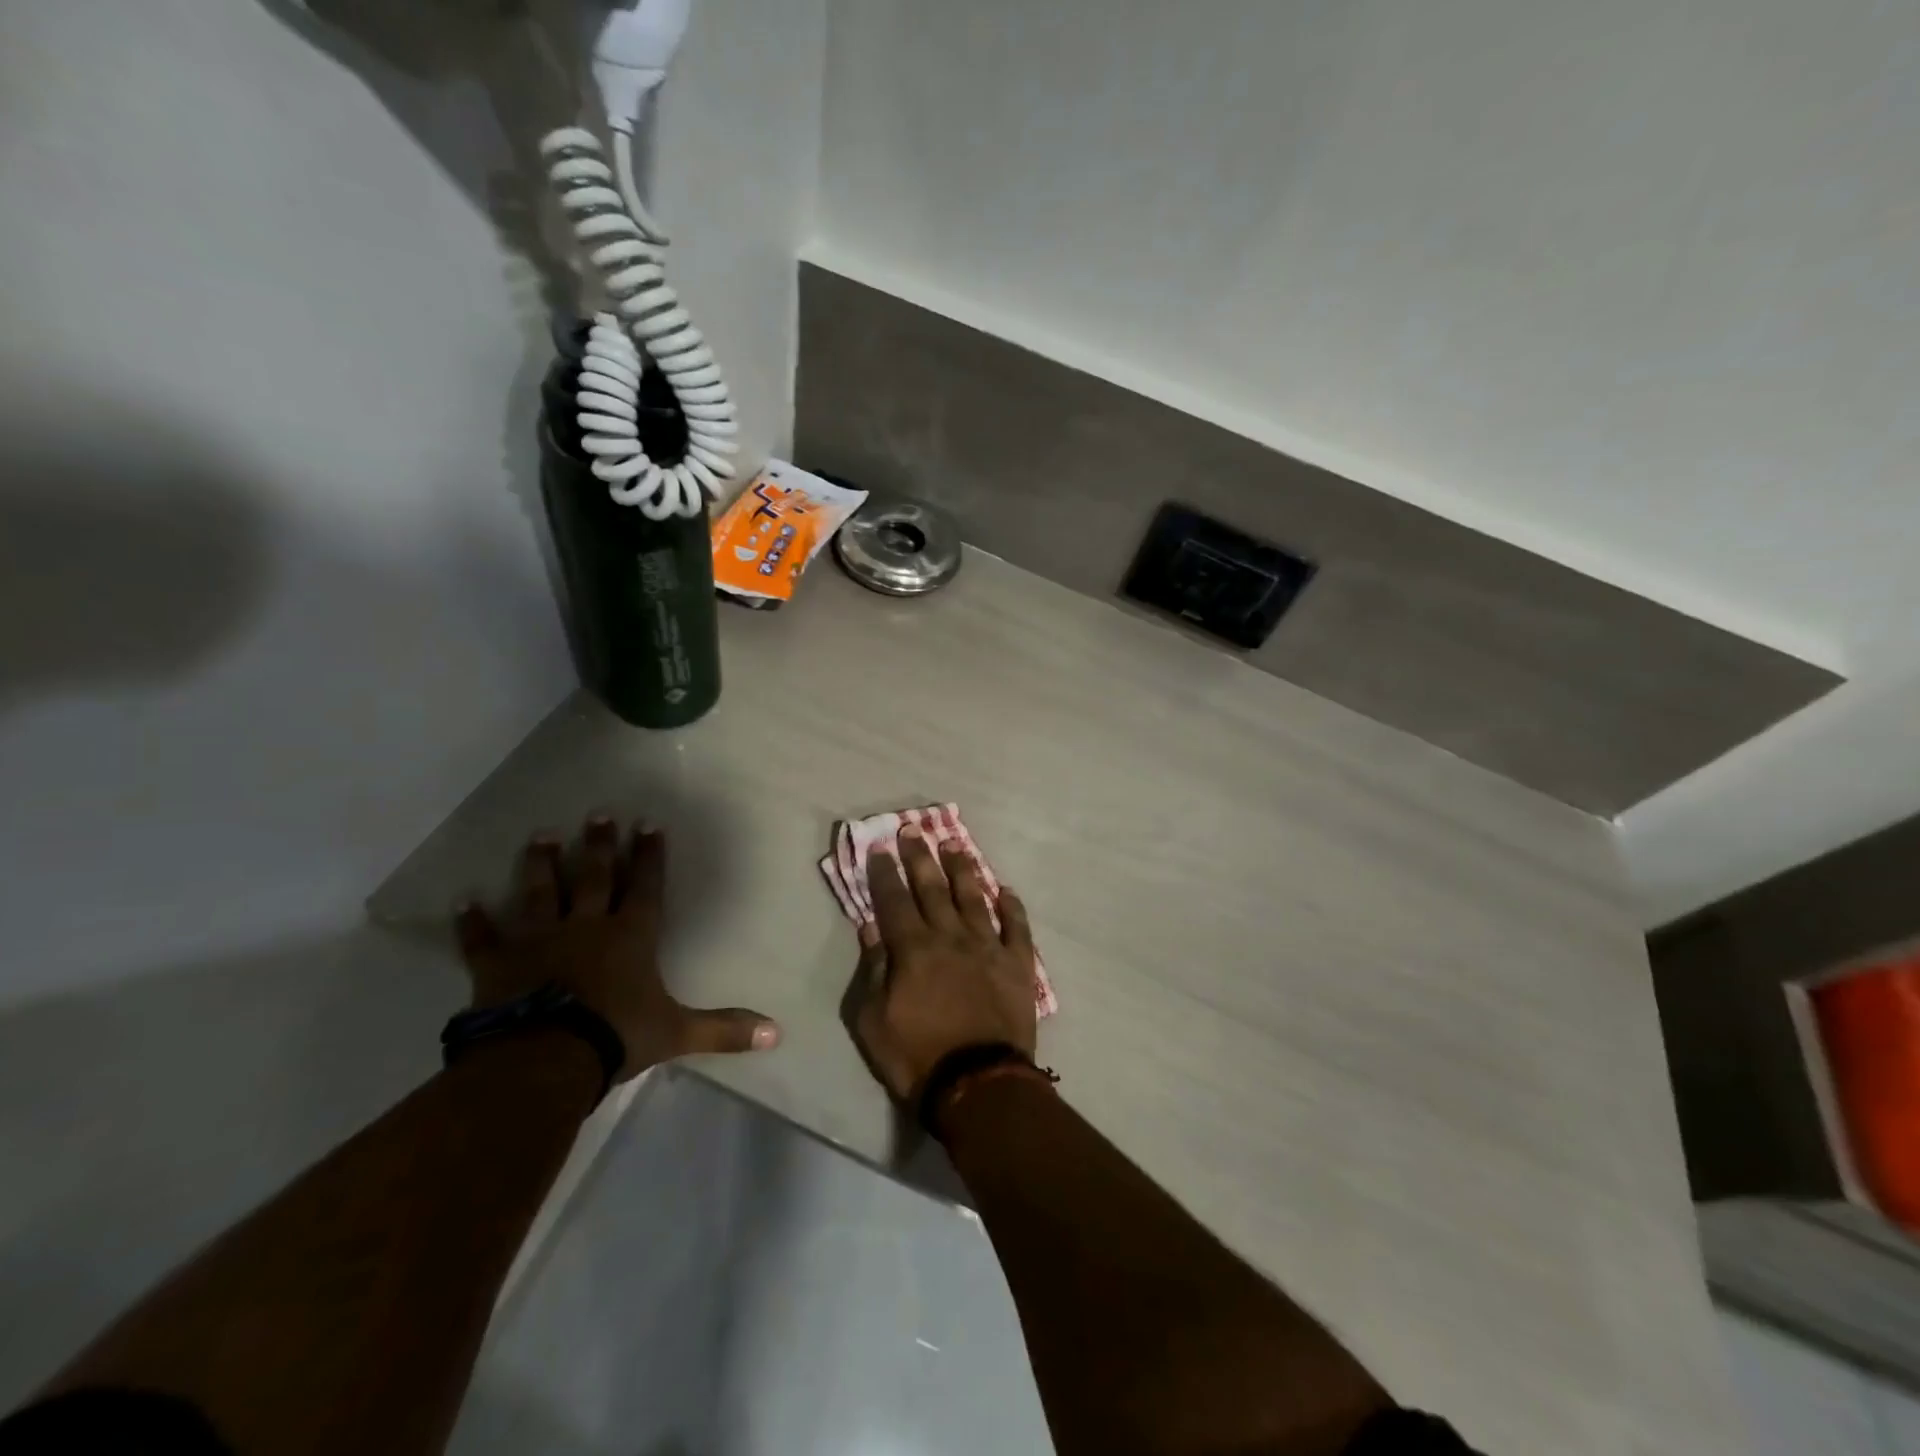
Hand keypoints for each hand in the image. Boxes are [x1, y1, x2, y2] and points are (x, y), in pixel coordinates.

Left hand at [456, 816, 779, 1081]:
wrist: (545, 1060)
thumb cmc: (616, 1036)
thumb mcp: (678, 1033)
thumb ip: (724, 1029)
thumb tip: (777, 1033)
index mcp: (631, 936)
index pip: (646, 886)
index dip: (650, 855)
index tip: (648, 824)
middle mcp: (587, 926)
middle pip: (595, 876)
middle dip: (600, 845)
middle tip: (598, 814)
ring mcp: (539, 940)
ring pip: (541, 892)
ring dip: (542, 864)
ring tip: (542, 834)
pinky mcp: (498, 963)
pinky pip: (483, 938)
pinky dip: (473, 920)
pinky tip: (465, 899)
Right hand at [851, 826, 1038, 1102]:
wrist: (978, 1085)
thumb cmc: (916, 1057)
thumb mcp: (873, 1021)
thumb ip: (873, 969)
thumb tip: (871, 927)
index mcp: (914, 949)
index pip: (894, 901)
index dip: (885, 873)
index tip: (880, 848)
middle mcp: (951, 937)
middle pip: (933, 888)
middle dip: (921, 857)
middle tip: (914, 830)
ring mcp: (988, 948)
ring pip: (974, 898)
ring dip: (963, 870)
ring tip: (955, 845)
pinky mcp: (1018, 965)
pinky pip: (1017, 928)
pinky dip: (1012, 907)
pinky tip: (1006, 890)